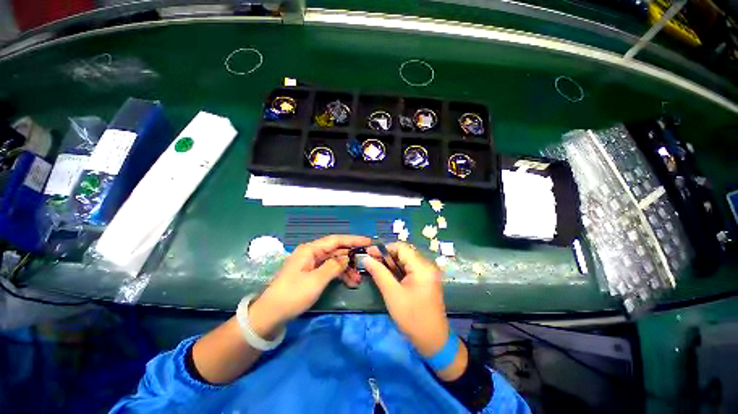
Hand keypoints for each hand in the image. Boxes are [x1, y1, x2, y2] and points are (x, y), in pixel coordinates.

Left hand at [249, 235, 370, 337]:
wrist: (271, 315)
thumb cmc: (292, 295)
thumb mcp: (316, 280)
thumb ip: (334, 266)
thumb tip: (347, 259)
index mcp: (310, 250)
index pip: (336, 240)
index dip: (353, 240)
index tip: (368, 241)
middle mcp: (312, 253)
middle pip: (336, 250)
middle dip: (351, 257)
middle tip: (366, 262)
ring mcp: (311, 263)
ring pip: (334, 261)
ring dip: (347, 268)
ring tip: (358, 279)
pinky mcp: (312, 273)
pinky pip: (329, 269)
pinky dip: (339, 274)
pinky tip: (349, 281)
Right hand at [363, 243, 449, 357]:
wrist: (433, 341)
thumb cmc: (412, 318)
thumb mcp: (392, 294)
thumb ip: (379, 273)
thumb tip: (366, 258)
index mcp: (422, 267)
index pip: (401, 248)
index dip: (384, 248)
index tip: (369, 252)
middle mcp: (427, 265)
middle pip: (404, 253)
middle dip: (386, 255)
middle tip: (371, 261)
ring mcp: (427, 273)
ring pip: (406, 260)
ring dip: (391, 262)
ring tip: (376, 267)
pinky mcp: (426, 279)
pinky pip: (409, 268)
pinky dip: (397, 269)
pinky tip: (387, 274)